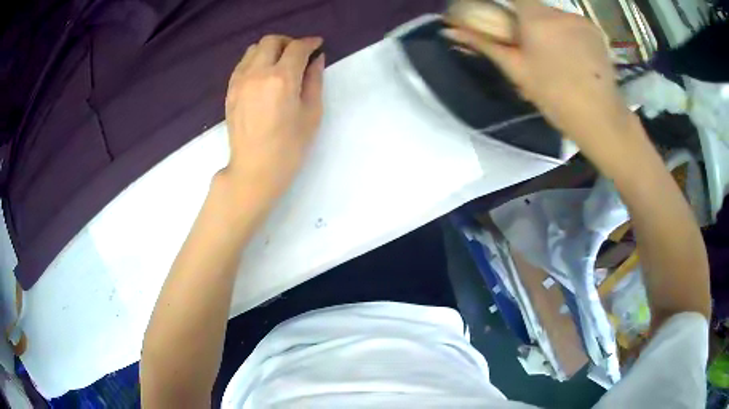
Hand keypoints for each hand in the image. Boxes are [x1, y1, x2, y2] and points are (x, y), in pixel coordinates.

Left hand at [222, 35, 324, 206]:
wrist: (254, 170)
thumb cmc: (289, 147)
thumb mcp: (311, 114)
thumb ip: (314, 80)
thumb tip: (316, 59)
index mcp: (282, 79)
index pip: (296, 48)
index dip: (310, 43)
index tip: (317, 45)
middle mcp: (257, 73)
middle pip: (271, 41)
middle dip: (288, 42)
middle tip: (299, 54)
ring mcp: (239, 81)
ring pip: (253, 49)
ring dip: (270, 49)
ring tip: (280, 63)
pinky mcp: (230, 90)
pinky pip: (242, 64)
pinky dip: (255, 60)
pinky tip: (263, 75)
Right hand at [444, 0, 632, 158]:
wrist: (599, 118)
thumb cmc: (554, 95)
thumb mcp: (516, 70)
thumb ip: (485, 44)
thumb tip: (450, 30)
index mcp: (536, 17)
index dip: (505, 4)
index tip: (504, 19)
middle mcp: (560, 11)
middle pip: (535, 7)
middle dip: (529, 21)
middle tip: (530, 46)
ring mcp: (581, 20)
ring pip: (556, 16)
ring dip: (550, 28)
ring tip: (555, 56)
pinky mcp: (596, 31)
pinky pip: (574, 24)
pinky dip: (568, 33)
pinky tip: (573, 56)